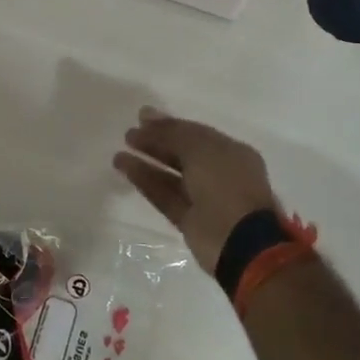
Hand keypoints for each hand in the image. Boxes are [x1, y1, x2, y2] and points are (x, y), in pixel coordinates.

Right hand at [114, 108, 279, 272]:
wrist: (241, 242)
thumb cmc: (226, 185)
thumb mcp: (201, 149)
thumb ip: (173, 133)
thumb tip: (148, 118)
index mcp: (231, 152)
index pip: (195, 133)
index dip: (168, 124)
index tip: (141, 116)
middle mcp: (219, 173)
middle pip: (182, 153)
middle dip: (156, 141)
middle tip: (129, 133)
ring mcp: (204, 198)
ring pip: (171, 175)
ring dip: (146, 162)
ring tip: (119, 153)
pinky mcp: (190, 220)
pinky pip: (164, 195)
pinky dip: (145, 181)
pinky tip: (125, 168)